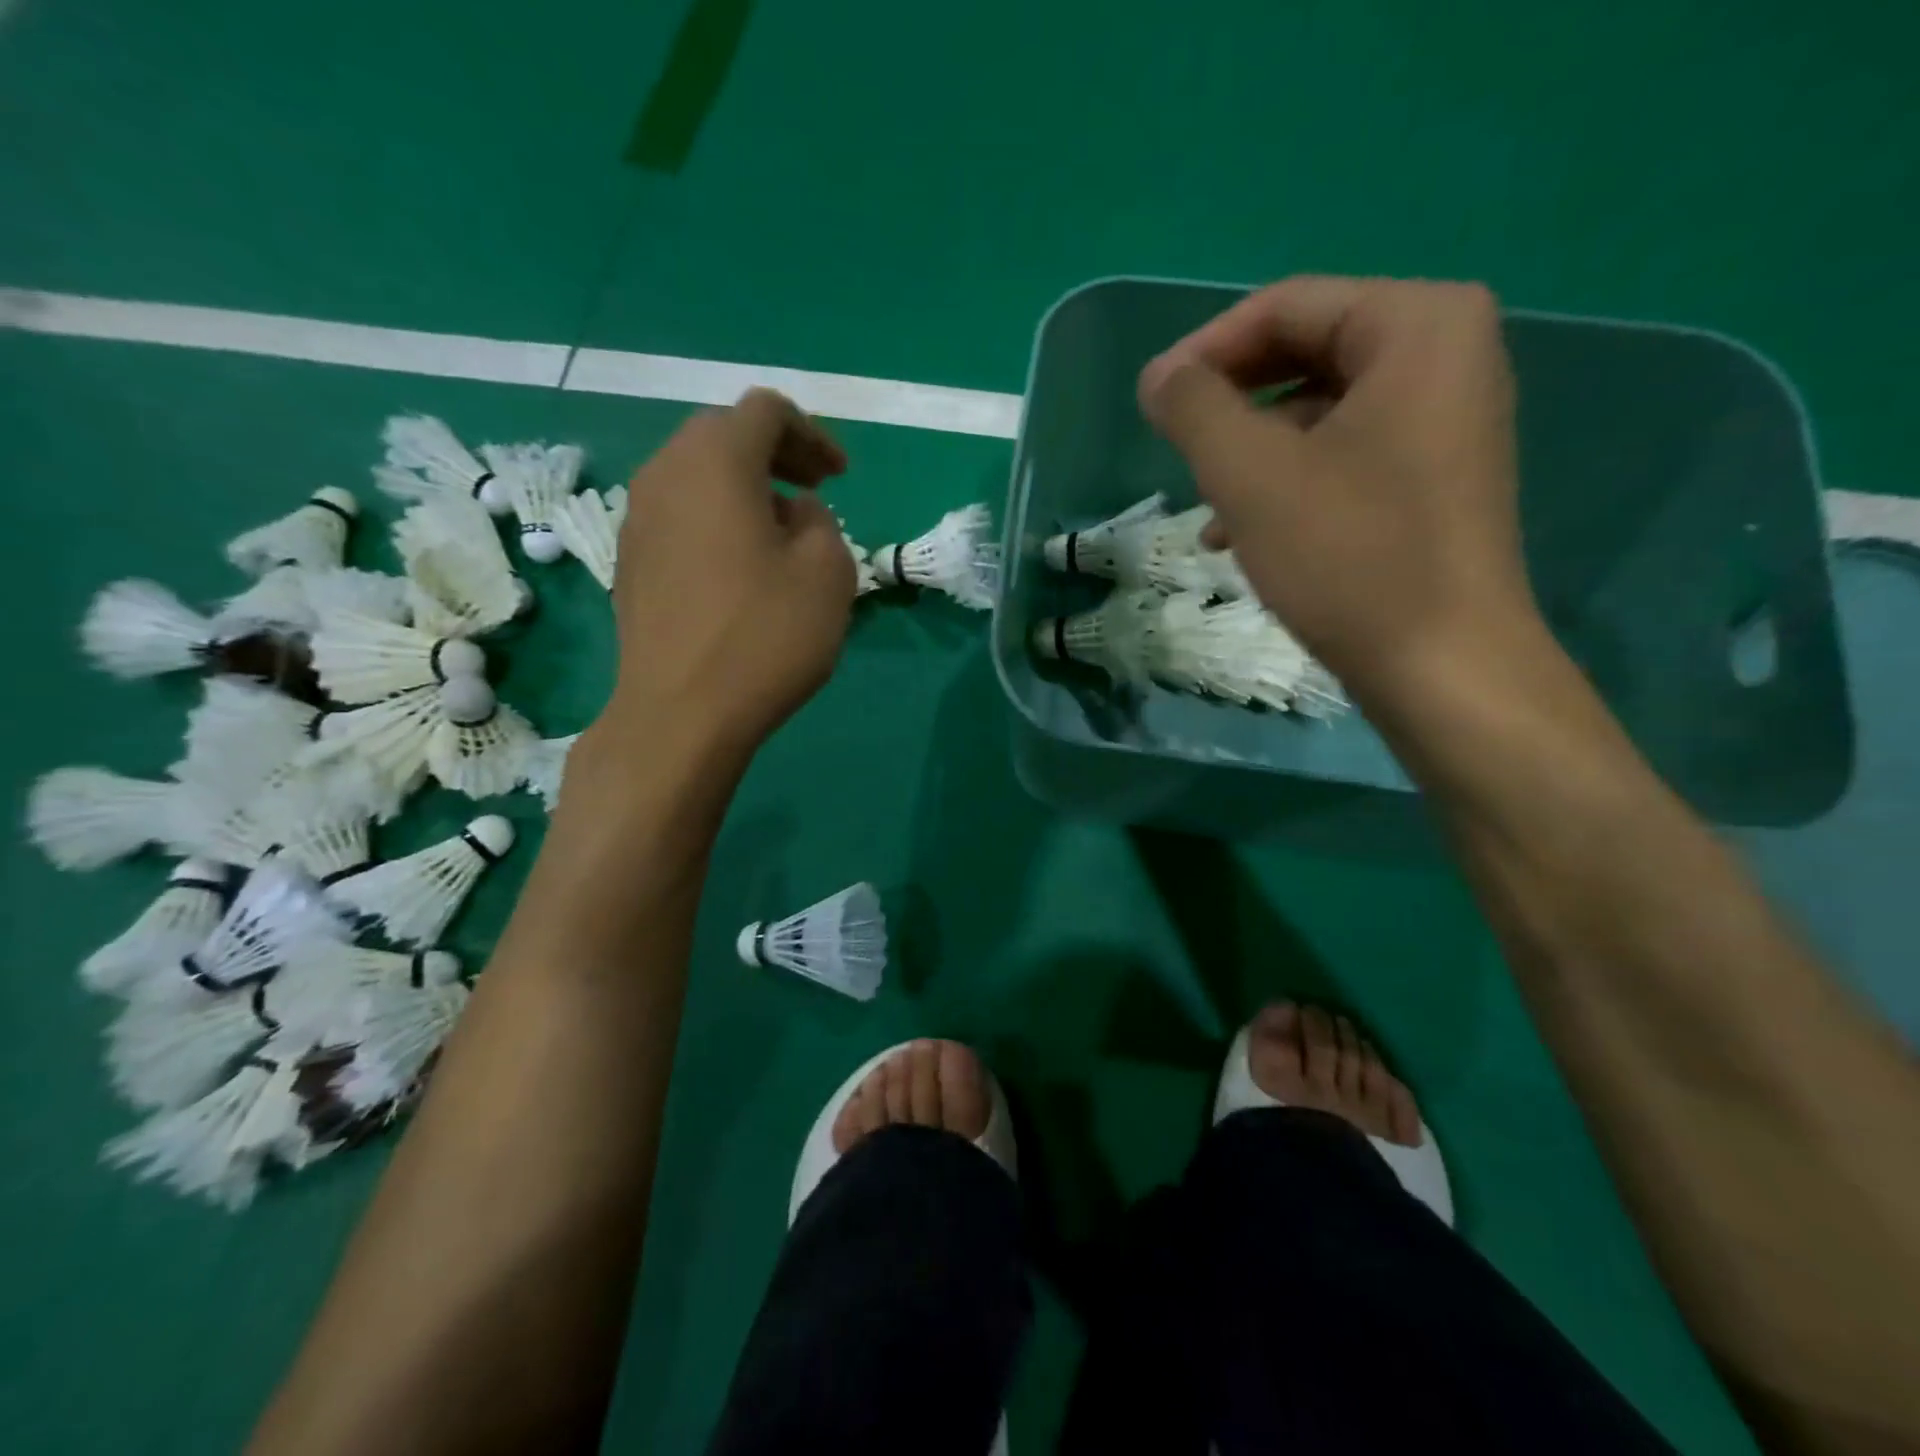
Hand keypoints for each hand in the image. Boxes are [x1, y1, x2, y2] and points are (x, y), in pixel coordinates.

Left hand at [597, 389, 853, 758]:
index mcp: (715, 461)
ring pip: (697, 475)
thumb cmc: (765, 636)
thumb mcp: (828, 572)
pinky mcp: (630, 561)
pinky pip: (679, 515)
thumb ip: (821, 521)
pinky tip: (741, 567)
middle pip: (723, 434)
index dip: (811, 434)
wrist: (681, 714)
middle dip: (776, 455)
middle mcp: (664, 473)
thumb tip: (793, 512)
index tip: (840, 478)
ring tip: (782, 532)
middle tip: (814, 493)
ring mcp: (637, 519)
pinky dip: (716, 518)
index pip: (765, 411)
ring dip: (744, 488)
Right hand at [1138, 276, 1537, 705]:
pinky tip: (1243, 533)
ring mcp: (1447, 420)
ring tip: (1205, 508)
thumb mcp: (1251, 474)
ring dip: (1250, 452)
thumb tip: (1158, 376)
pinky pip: (1343, 455)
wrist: (1442, 667)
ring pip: (1318, 411)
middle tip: (1178, 450)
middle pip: (1305, 354)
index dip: (1206, 351)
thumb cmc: (1349, 556)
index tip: (1151, 402)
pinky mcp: (1434, 478)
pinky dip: (1287, 482)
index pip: (1287, 306)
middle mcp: (1447, 355)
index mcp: (1419, 325)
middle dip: (1230, 405)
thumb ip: (1194, 408)